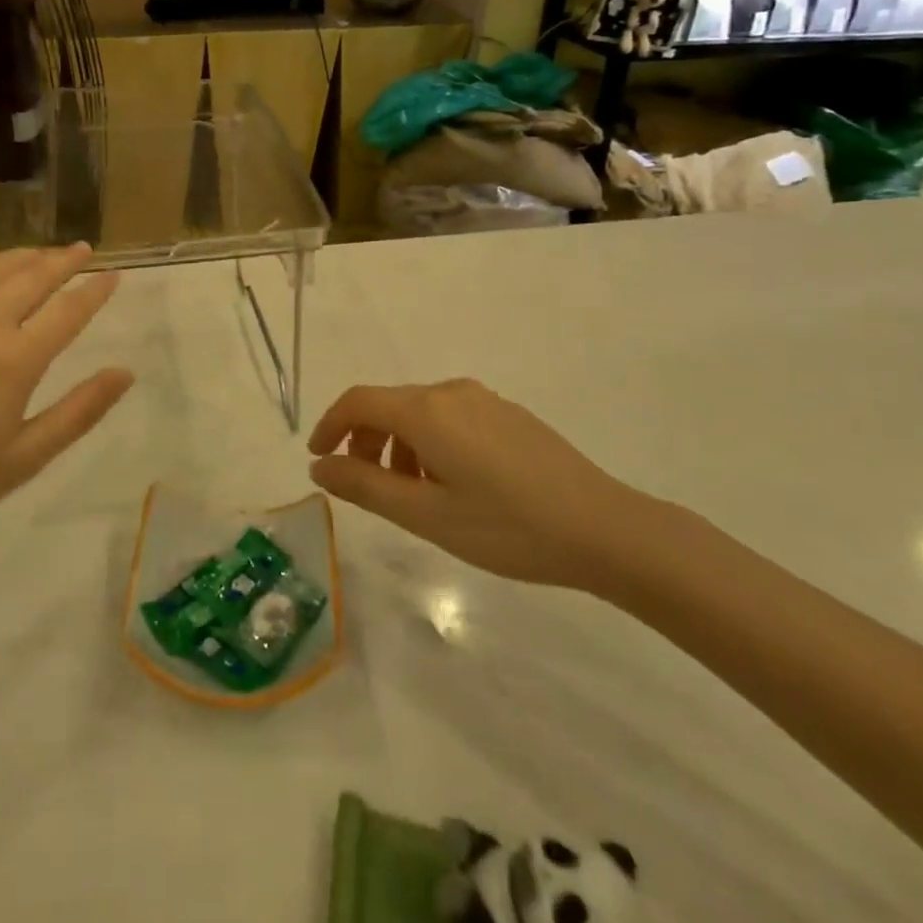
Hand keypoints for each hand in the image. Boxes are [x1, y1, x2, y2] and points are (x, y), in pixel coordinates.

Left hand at [0, 245, 132, 566]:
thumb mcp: (23, 460)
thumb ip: (78, 412)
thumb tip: (124, 374)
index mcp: (15, 361)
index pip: (68, 311)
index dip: (95, 291)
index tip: (115, 276)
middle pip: (32, 277)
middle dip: (64, 260)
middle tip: (84, 250)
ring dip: (26, 257)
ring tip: (45, 253)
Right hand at [307, 380, 641, 588]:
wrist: (605, 529)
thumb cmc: (508, 527)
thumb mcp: (427, 516)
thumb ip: (365, 487)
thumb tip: (319, 467)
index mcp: (426, 411)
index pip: (358, 401)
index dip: (329, 426)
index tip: (318, 459)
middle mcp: (450, 392)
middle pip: (388, 405)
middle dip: (365, 441)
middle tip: (366, 487)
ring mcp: (484, 400)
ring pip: (420, 413)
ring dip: (398, 446)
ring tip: (411, 495)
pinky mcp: (508, 414)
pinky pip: (450, 418)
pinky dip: (430, 443)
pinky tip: (451, 485)